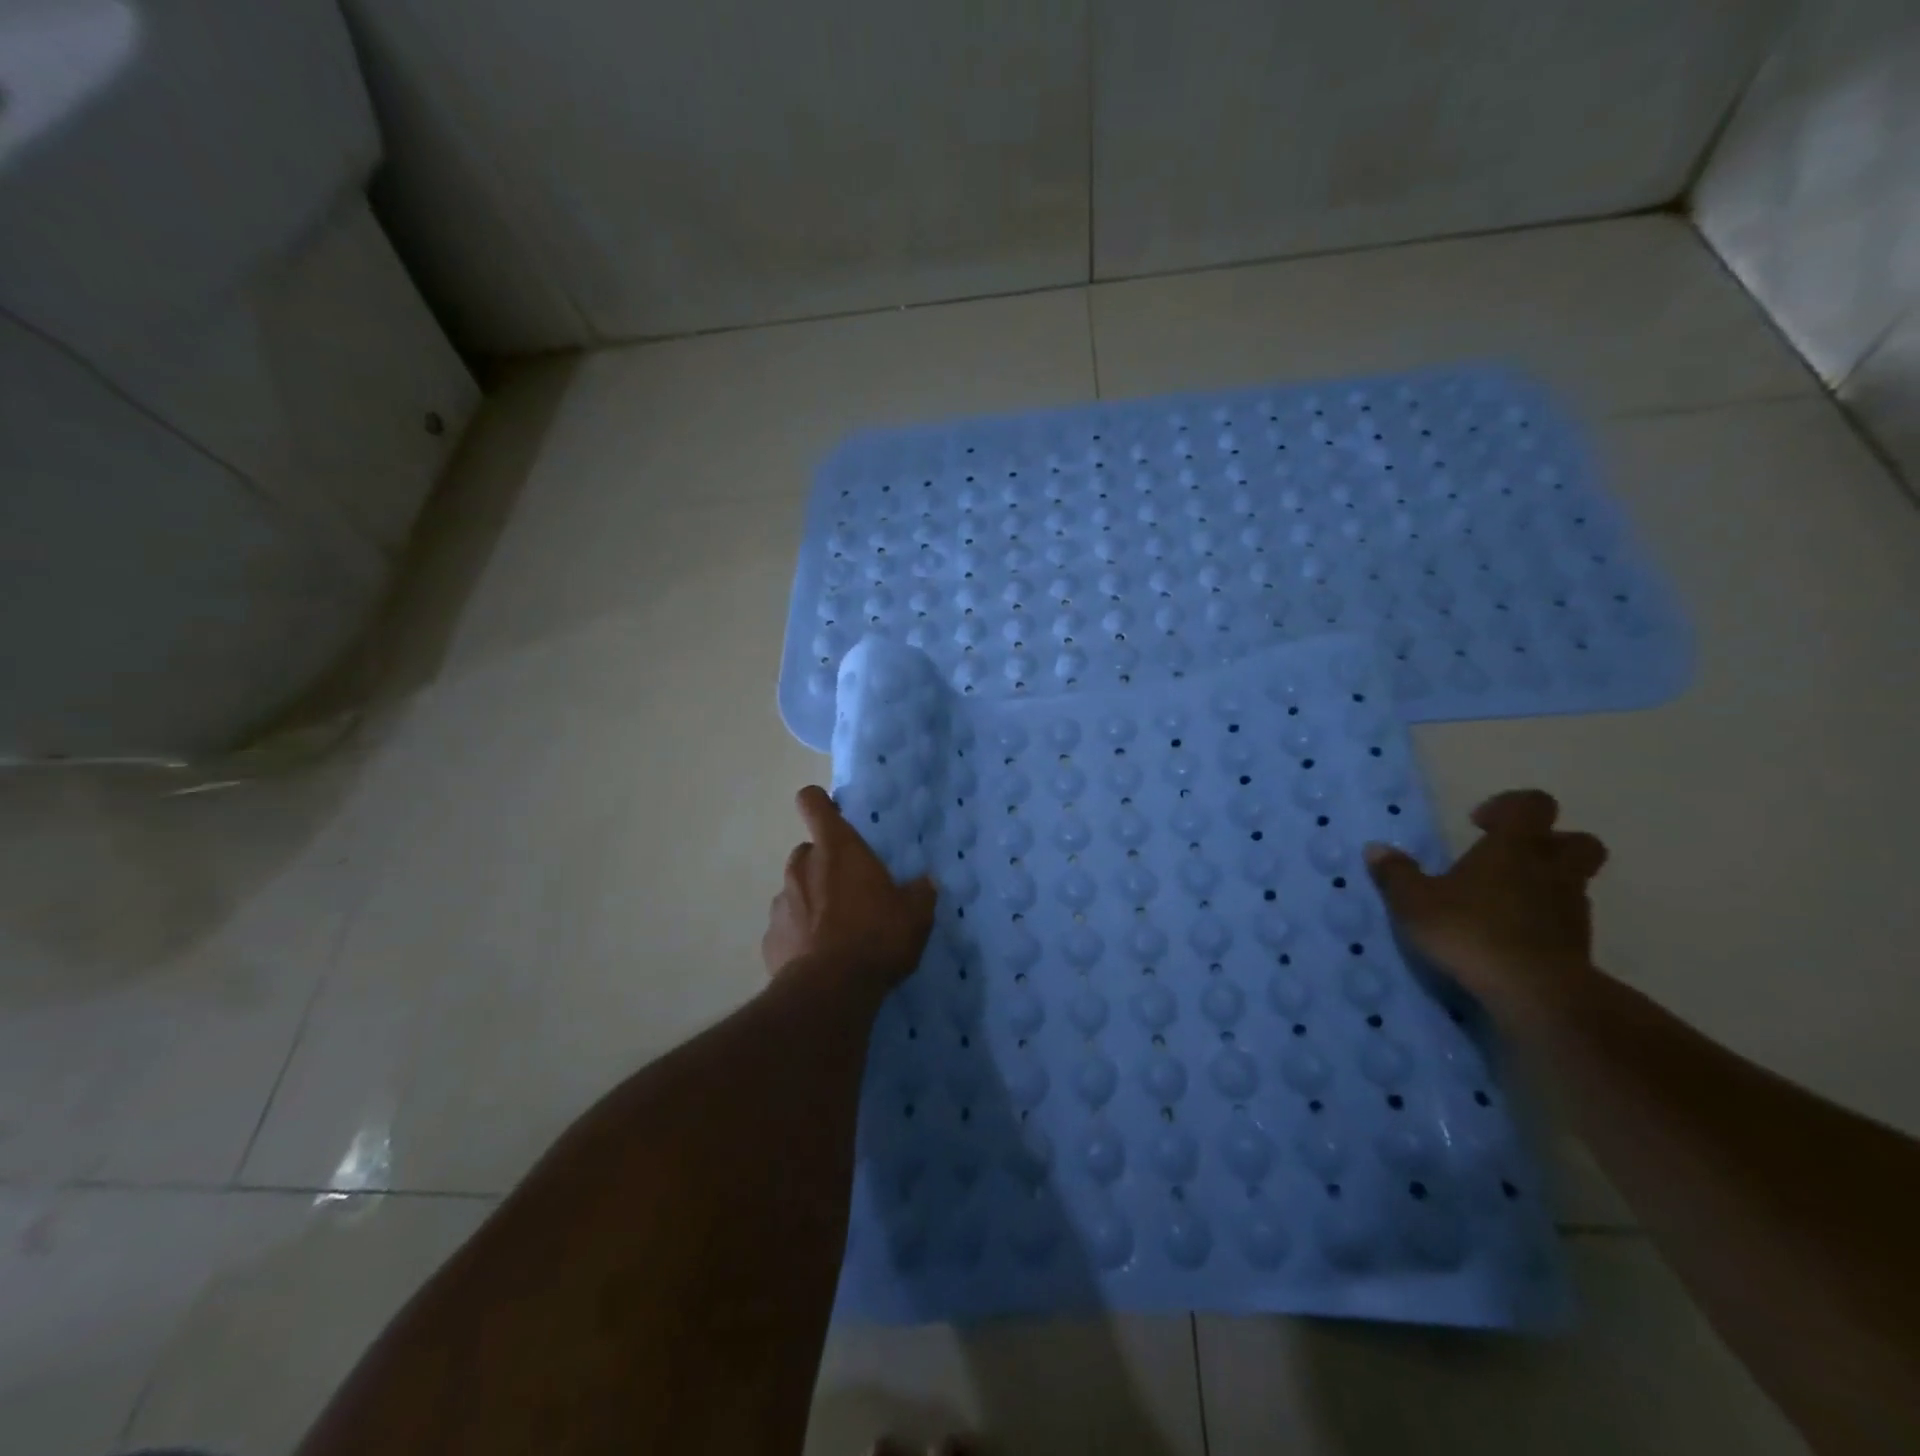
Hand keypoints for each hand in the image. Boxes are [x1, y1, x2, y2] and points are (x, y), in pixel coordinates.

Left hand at [762, 785, 937, 990]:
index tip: (833, 815)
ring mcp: (781, 902)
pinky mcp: (770, 939)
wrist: (831, 990)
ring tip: (836, 932)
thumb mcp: (914, 915)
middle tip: (850, 892)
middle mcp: (802, 866)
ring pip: (796, 890)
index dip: (819, 804)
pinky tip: (819, 958)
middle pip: (808, 852)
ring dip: (812, 902)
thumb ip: (920, 894)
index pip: (812, 803)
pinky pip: (786, 928)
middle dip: (825, 866)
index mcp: (837, 849)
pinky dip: (799, 936)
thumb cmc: (876, 937)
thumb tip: (925, 883)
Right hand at [1364, 789, 1607, 1014]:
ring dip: (1546, 884)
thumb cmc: (1469, 931)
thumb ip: (1396, 873)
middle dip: (1550, 843)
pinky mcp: (1579, 945)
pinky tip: (1511, 935)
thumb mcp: (1413, 901)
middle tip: (1509, 858)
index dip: (1509, 806)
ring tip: (1503, 902)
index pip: (1533, 805)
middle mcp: (1551, 870)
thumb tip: (1376, 849)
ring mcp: (1571, 909)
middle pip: (1577, 841)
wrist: (1534, 992)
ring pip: (1574, 882)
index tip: (1478, 823)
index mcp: (1514, 847)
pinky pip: (1566, 919)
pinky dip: (1545, 920)